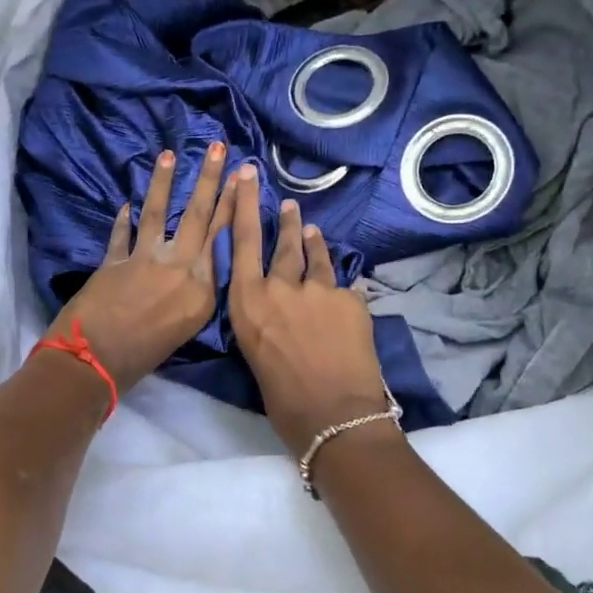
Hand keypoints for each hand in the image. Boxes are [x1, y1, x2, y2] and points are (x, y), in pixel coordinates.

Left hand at [47, 141, 234, 394]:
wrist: (93, 362)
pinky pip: (122, 234)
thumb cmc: (146, 358)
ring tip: (170, 155)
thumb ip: (195, 293)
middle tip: (219, 148)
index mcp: (202, 288)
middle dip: (211, 180)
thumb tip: (196, 268)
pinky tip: (126, 205)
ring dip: (164, 182)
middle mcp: (179, 267)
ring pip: (159, 213)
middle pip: (199, 216)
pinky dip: (124, 220)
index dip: (234, 204)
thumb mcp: (186, 328)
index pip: (224, 237)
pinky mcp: (114, 260)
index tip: (242, 177)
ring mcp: (144, 259)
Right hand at [225, 164, 395, 457]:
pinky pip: (343, 286)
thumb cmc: (282, 399)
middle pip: (281, 243)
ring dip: (312, 242)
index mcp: (248, 303)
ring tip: (310, 229)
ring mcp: (319, 290)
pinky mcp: (351, 299)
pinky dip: (340, 287)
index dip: (243, 205)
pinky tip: (343, 292)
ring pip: (315, 257)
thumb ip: (263, 318)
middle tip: (287, 204)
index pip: (242, 242)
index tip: (247, 176)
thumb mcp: (256, 352)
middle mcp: (280, 287)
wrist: (335, 416)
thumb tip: (275, 306)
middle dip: (284, 221)